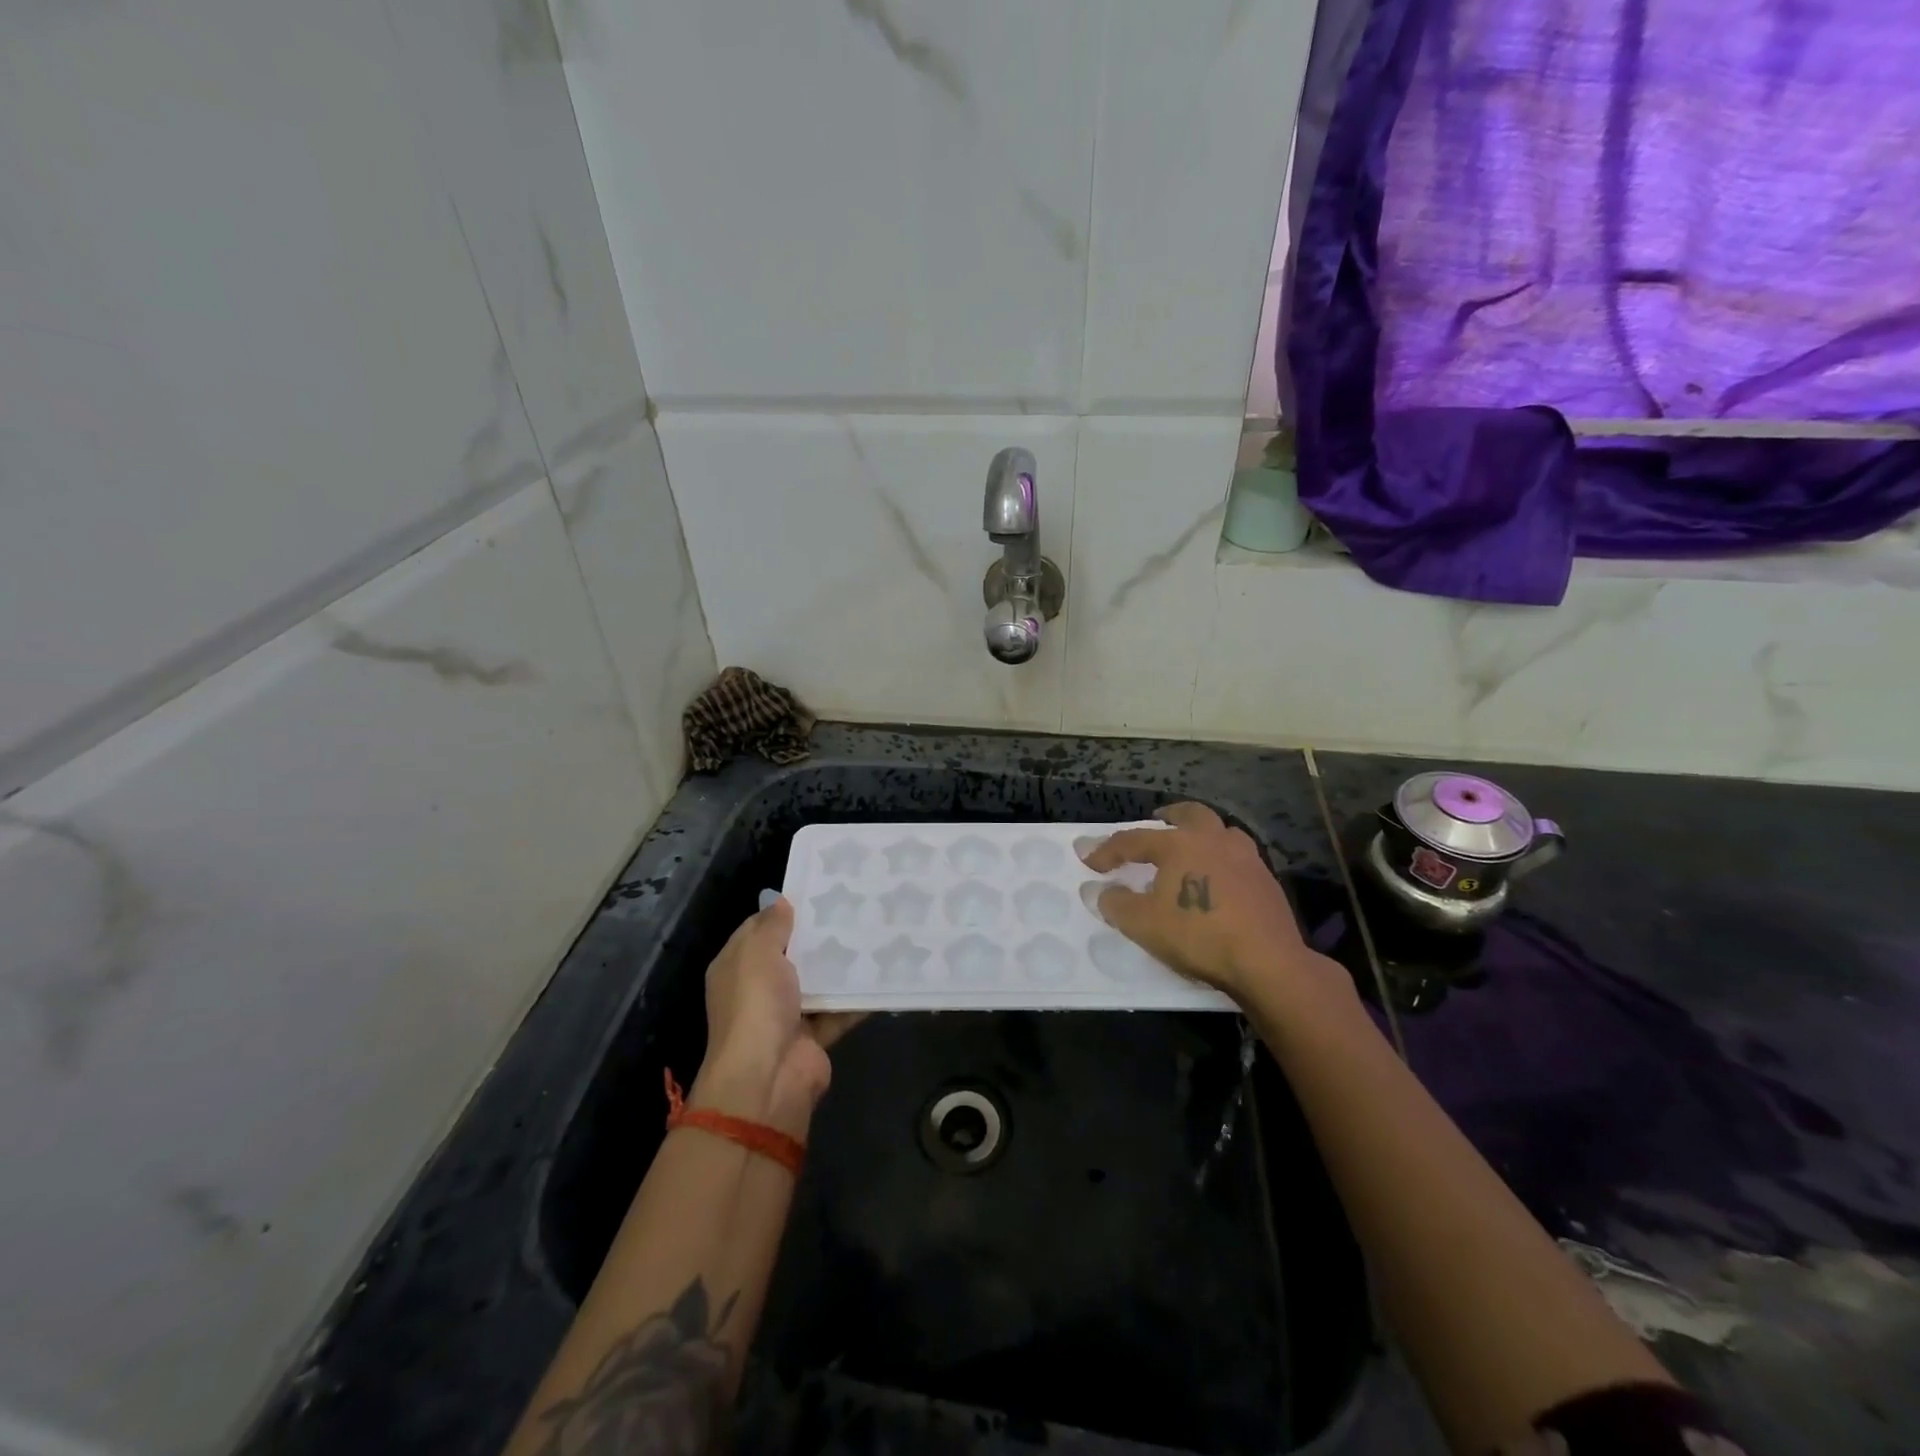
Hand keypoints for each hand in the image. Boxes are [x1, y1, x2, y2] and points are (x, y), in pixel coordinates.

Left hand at [693, 896, 860, 1138]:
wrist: (768, 1078)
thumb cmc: (756, 1005)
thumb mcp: (758, 953)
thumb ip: (772, 925)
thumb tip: (780, 901)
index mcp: (736, 967)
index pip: (758, 930)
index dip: (783, 911)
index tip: (817, 892)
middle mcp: (759, 989)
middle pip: (792, 955)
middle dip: (818, 935)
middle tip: (853, 908)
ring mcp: (787, 1014)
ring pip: (818, 982)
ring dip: (840, 965)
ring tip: (873, 932)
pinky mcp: (814, 1036)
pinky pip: (839, 1010)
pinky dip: (857, 998)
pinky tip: (883, 973)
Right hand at [1081, 803, 1343, 1009]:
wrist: (1267, 961)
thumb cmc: (1198, 935)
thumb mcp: (1143, 924)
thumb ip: (1115, 903)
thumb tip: (1097, 890)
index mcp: (1179, 844)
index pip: (1134, 839)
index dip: (1108, 850)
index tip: (1090, 861)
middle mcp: (1213, 840)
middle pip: (1190, 814)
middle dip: (1170, 815)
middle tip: (1157, 820)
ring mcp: (1246, 857)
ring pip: (1222, 831)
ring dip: (1203, 833)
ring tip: (1193, 847)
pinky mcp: (1267, 880)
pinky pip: (1239, 856)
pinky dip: (1223, 858)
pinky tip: (1219, 878)